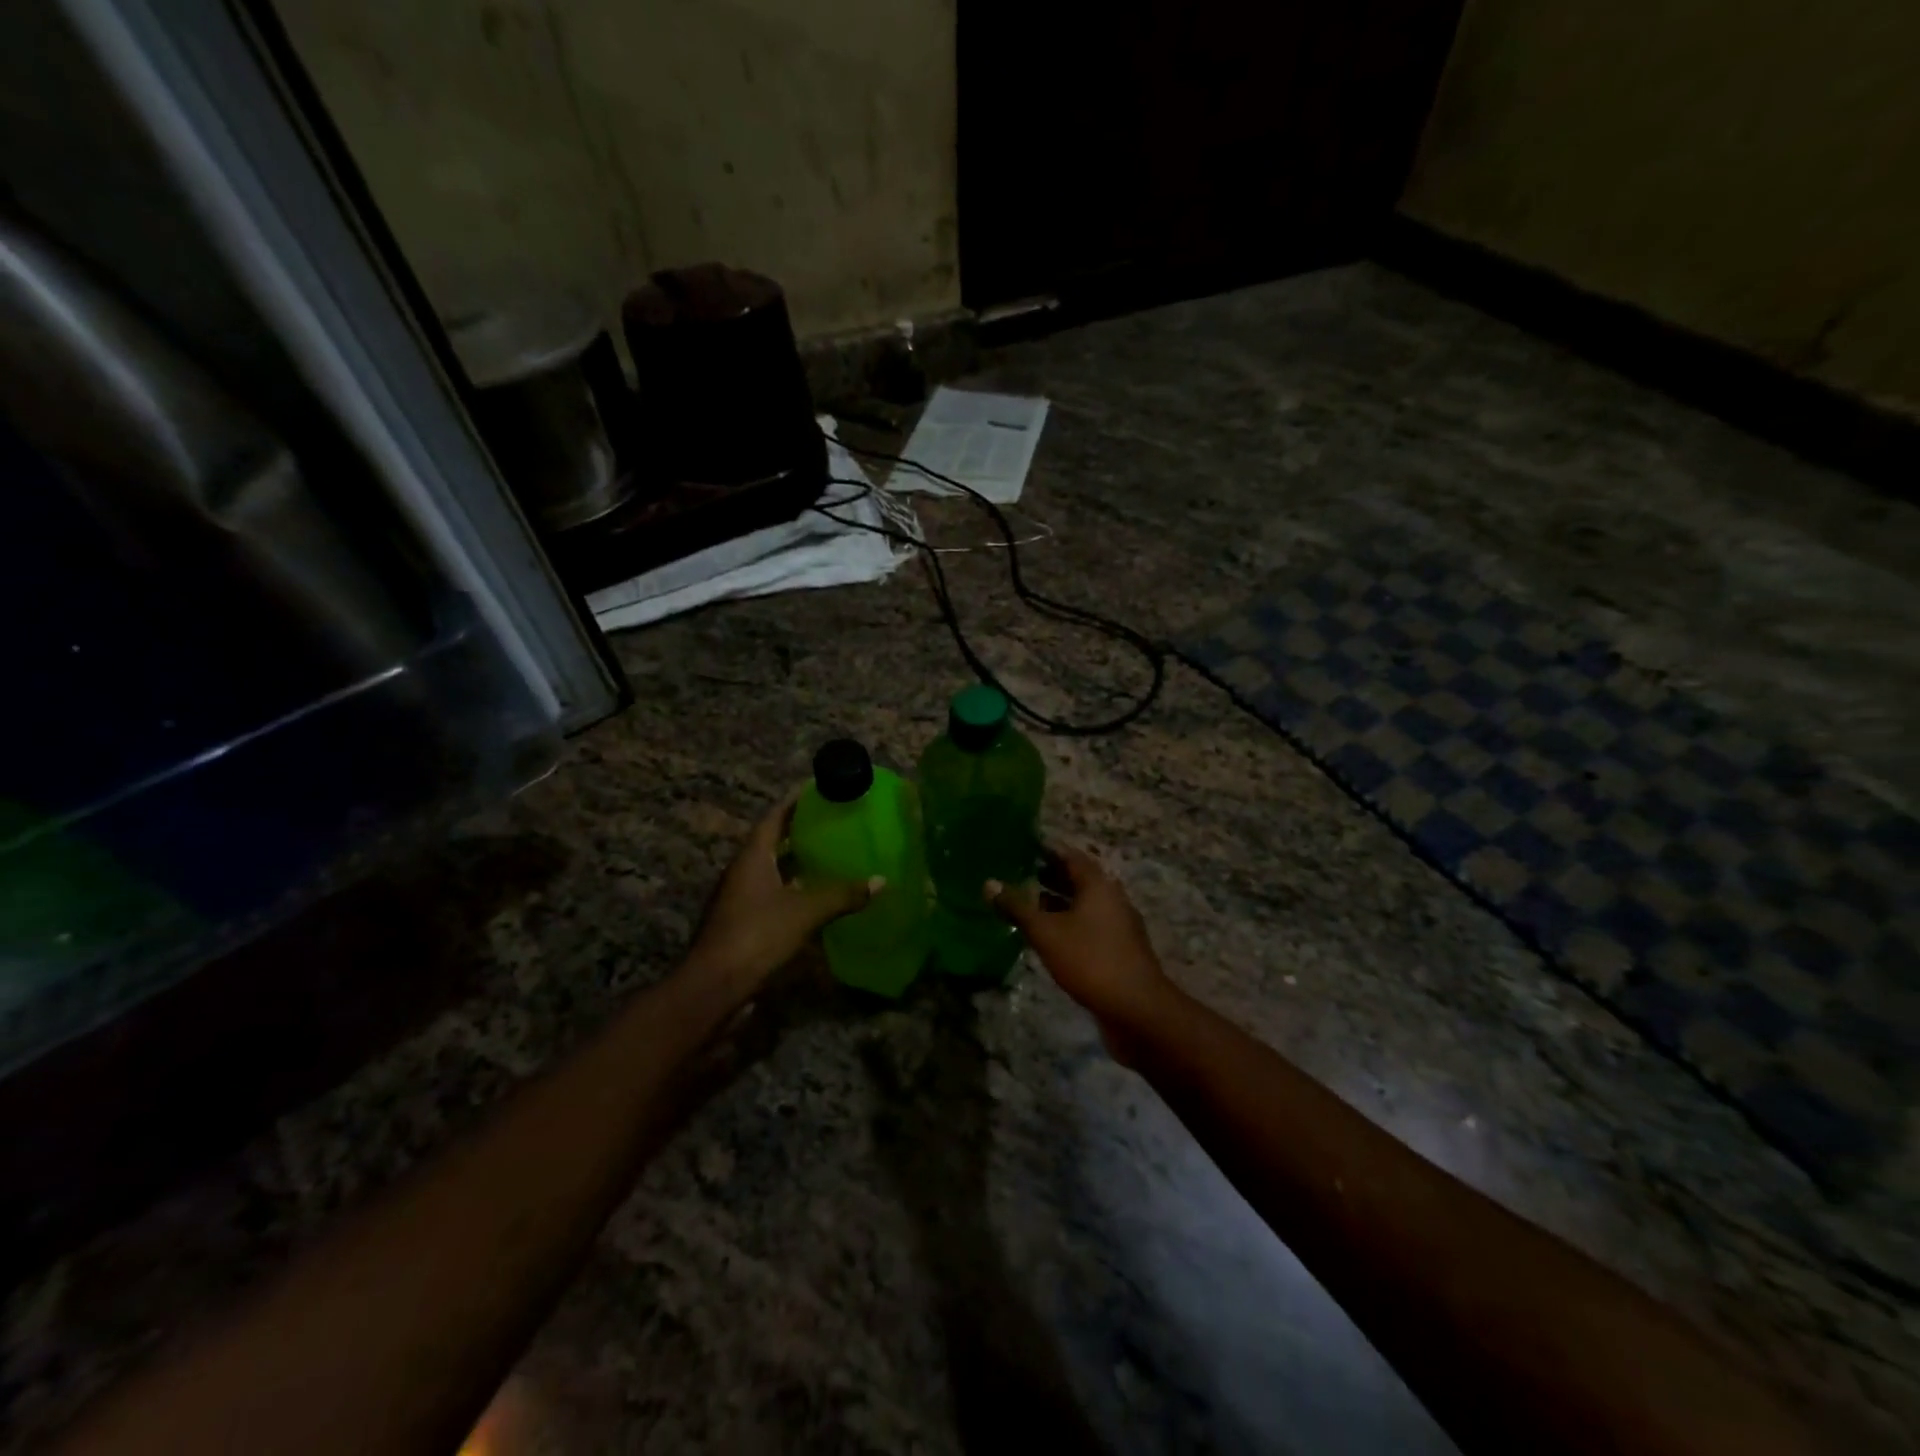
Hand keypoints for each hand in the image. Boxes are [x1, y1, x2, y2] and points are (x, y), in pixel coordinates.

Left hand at [685, 790, 876, 993]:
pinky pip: (772, 895)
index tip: (817, 790)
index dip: (794, 802)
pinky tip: (816, 898)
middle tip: (832, 823)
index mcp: (752, 858)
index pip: (773, 818)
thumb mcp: (805, 912)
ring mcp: (739, 899)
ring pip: (772, 871)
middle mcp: (742, 873)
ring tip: (830, 856)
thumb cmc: (757, 935)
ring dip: (797, 863)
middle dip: (799, 832)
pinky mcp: (743, 923)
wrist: (714, 986)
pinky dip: (794, 890)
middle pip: (771, 843)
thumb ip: (842, 895)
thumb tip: (881, 881)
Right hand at [988, 845, 1175, 1062]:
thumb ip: (1017, 907)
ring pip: (1083, 904)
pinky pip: (1088, 925)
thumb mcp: (1046, 932)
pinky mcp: (1117, 949)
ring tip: (1026, 903)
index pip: (1070, 856)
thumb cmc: (1090, 960)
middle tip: (1018, 873)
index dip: (1046, 850)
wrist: (1136, 1008)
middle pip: (1078, 879)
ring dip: (1057, 902)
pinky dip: (1067, 923)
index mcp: (1098, 885)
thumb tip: (989, 882)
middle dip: (1049, 875)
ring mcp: (1117, 925)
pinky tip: (1047, 936)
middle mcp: (1111, 898)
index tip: (1021, 847)